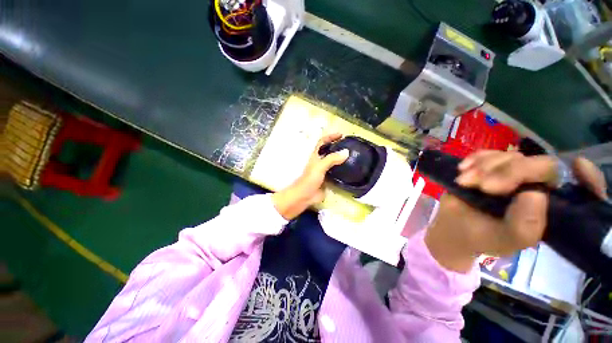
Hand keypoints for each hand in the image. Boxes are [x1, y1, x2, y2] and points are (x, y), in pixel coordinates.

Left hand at [272, 133, 348, 219]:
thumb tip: (346, 152)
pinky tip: (350, 169)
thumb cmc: (309, 180)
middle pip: (329, 151)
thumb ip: (332, 159)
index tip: (341, 135)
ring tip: (352, 156)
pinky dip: (342, 169)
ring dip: (341, 158)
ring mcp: (324, 170)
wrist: (305, 196)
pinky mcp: (327, 179)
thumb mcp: (319, 167)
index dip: (330, 137)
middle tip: (349, 145)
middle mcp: (319, 161)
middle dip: (337, 146)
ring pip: (333, 161)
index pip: (322, 142)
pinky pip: (336, 172)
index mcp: (315, 155)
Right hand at [425, 150, 605, 272]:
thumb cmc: (483, 238)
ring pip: (511, 156)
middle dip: (510, 173)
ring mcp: (513, 174)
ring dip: (485, 167)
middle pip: (540, 165)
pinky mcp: (490, 167)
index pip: (582, 189)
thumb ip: (525, 226)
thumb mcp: (506, 240)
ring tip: (466, 182)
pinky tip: (463, 169)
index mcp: (550, 207)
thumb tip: (535, 194)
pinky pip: (488, 153)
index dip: (587, 177)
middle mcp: (538, 186)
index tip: (578, 166)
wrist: (454, 227)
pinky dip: (475, 159)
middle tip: (485, 187)